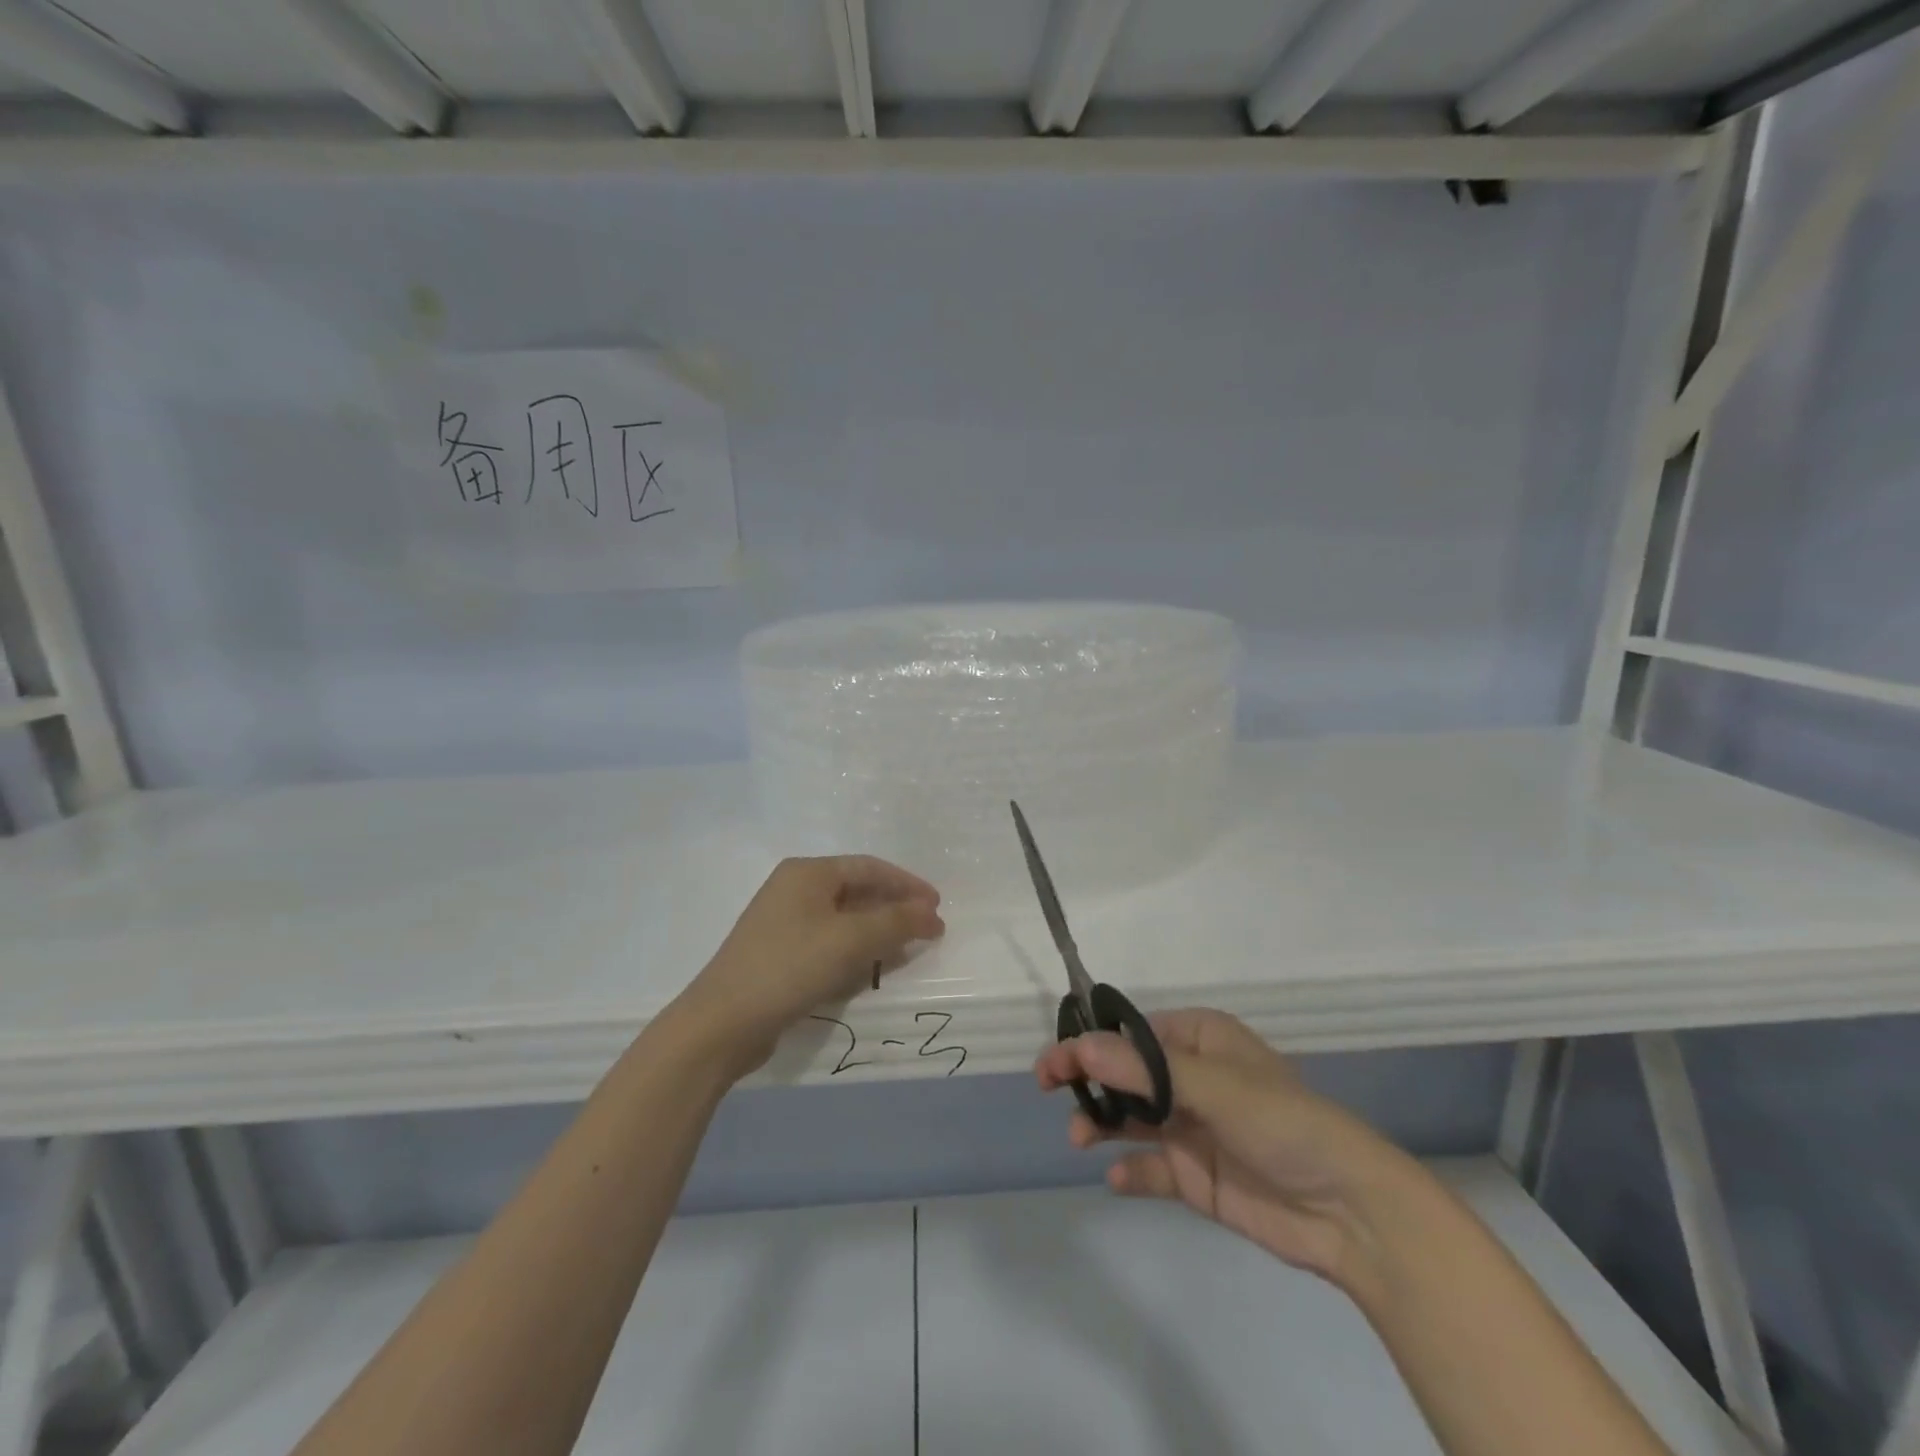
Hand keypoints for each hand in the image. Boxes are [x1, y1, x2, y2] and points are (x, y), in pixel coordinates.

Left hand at [676, 856, 943, 1074]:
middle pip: (856, 891)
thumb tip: (932, 912)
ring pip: (843, 920)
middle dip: (893, 910)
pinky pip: (827, 944)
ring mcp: (783, 923)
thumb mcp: (850, 940)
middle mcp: (794, 890)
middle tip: (926, 930)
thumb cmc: (790, 967)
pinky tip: (869, 971)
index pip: (869, 868)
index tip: (937, 906)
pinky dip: (853, 952)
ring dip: (876, 933)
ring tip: (905, 951)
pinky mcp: (778, 955)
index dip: (907, 884)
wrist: (722, 1023)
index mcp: (807, 872)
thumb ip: (896, 922)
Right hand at [1035, 1008, 1415, 1290]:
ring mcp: (1192, 1127)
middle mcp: (1191, 1077)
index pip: (1132, 1032)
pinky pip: (1150, 1167)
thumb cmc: (1282, 1123)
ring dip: (1100, 1123)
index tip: (1057, 1060)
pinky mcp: (1195, 1175)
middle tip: (1048, 1088)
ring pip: (1130, 1118)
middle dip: (1088, 1079)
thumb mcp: (1213, 1086)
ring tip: (1078, 1139)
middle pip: (1125, 1072)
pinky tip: (1118, 1180)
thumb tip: (1081, 1046)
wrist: (1348, 1212)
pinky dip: (1130, 1171)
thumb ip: (1145, 1070)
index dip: (1092, 1041)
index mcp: (1200, 1040)